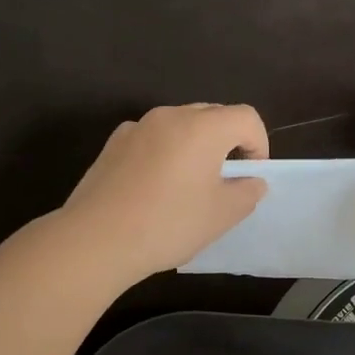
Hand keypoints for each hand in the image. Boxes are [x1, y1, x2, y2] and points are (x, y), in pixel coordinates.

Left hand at [60, 103, 269, 284]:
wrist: (96, 240)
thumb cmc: (168, 224)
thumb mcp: (222, 215)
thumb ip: (247, 192)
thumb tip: (252, 181)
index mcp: (204, 127)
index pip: (247, 117)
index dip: (259, 144)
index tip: (251, 176)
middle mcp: (171, 115)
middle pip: (214, 115)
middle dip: (229, 142)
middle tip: (225, 180)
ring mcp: (138, 127)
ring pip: (181, 125)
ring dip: (196, 146)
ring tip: (189, 185)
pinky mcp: (113, 144)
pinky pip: (153, 138)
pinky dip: (165, 153)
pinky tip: (155, 188)